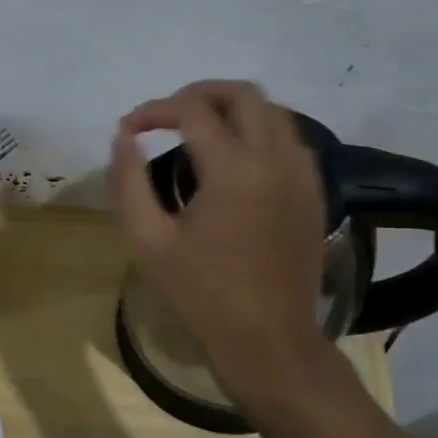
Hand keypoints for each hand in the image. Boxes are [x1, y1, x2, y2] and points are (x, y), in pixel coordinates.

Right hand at [110, 80, 328, 393]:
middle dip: (199, 94)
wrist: (270, 343)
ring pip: (273, 111)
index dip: (154, 110)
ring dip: (232, 109)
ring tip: (198, 131)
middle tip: (166, 116)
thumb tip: (124, 137)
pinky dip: (260, 131)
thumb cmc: (202, 296)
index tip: (130, 128)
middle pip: (242, 94)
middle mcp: (275, 158)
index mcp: (234, 169)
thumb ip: (128, 182)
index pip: (192, 110)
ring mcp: (302, 175)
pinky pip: (290, 139)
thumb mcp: (148, 242)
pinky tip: (235, 159)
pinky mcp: (314, 193)